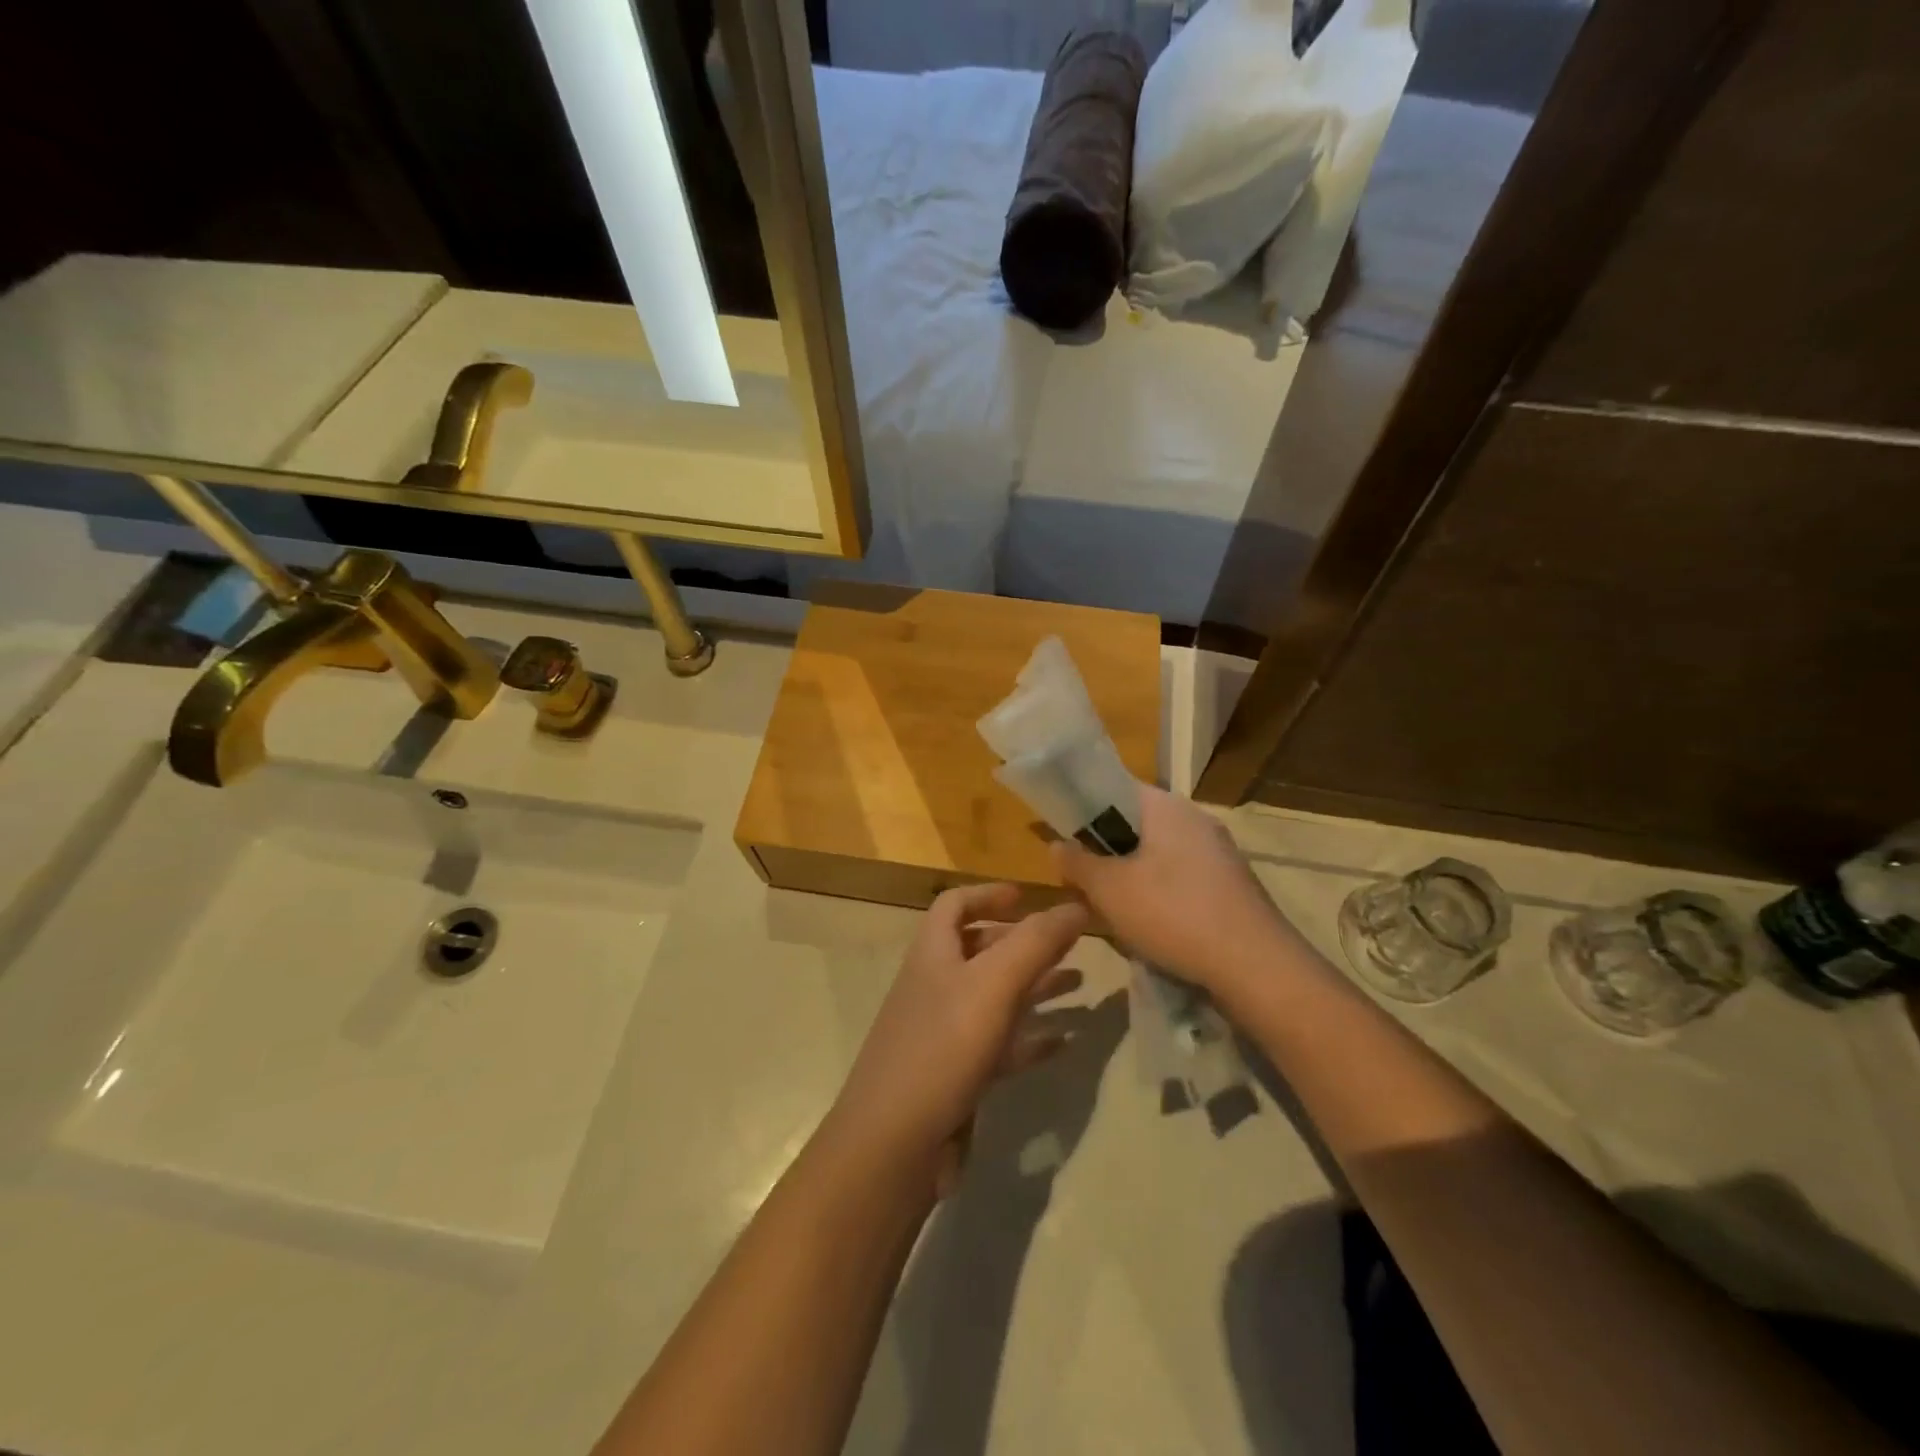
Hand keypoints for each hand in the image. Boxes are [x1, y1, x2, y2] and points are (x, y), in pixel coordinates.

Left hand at [824, 884, 1088, 1196]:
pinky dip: (1031, 1038)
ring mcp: (945, 1033)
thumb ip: (1036, 942)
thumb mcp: (993, 985)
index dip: (989, 894)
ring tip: (1080, 984)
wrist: (893, 1145)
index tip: (1029, 897)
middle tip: (1070, 943)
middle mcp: (937, 986)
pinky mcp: (957, 1076)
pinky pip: (1001, 1046)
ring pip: (996, 998)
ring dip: (1036, 986)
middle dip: (1024, 942)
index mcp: (934, 953)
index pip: (955, 904)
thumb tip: (1077, 904)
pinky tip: (1065, 1041)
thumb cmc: (941, 1049)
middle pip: (981, 950)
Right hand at [1052, 784, 1299, 1004]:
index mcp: (1166, 807)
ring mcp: (1217, 852)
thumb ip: (1077, 863)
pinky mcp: (1229, 884)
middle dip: (1104, 847)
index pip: (1114, 787)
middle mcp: (1195, 819)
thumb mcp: (1110, 890)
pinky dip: (1157, 890)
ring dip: (1129, 872)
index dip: (1082, 806)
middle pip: (1135, 822)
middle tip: (1079, 875)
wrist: (1256, 967)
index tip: (1060, 832)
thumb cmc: (1174, 914)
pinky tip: (1147, 922)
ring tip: (1107, 903)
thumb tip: (1056, 844)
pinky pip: (1180, 875)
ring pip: (1157, 852)